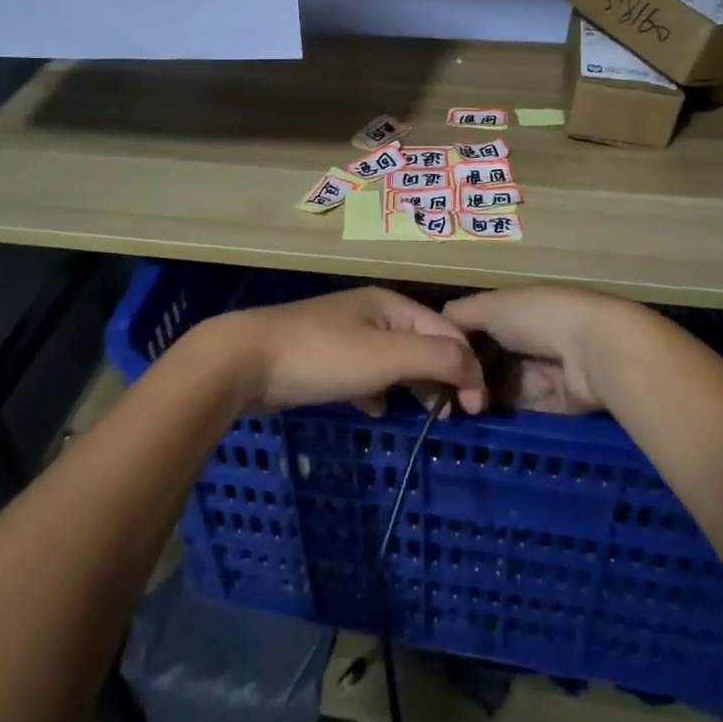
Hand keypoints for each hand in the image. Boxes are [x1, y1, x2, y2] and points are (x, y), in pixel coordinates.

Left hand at [204, 287, 484, 415]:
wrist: (244, 360)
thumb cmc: (322, 356)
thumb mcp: (387, 355)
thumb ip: (437, 358)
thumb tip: (474, 371)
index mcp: (391, 304)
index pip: (448, 331)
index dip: (468, 367)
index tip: (477, 410)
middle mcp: (372, 313)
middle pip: (424, 343)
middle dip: (443, 377)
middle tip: (452, 417)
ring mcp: (346, 335)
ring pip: (395, 360)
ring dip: (414, 385)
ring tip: (424, 415)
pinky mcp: (325, 358)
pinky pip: (366, 373)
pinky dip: (378, 391)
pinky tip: (375, 410)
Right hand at [443, 285, 672, 414]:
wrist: (594, 351)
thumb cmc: (538, 317)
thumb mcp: (490, 306)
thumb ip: (458, 315)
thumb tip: (434, 326)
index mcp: (515, 310)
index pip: (476, 327)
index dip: (453, 344)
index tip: (430, 362)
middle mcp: (528, 338)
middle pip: (487, 360)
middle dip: (465, 376)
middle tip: (437, 395)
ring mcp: (541, 372)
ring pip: (500, 387)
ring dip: (479, 398)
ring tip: (450, 412)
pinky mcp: (553, 404)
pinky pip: (519, 410)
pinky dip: (499, 415)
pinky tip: (474, 422)